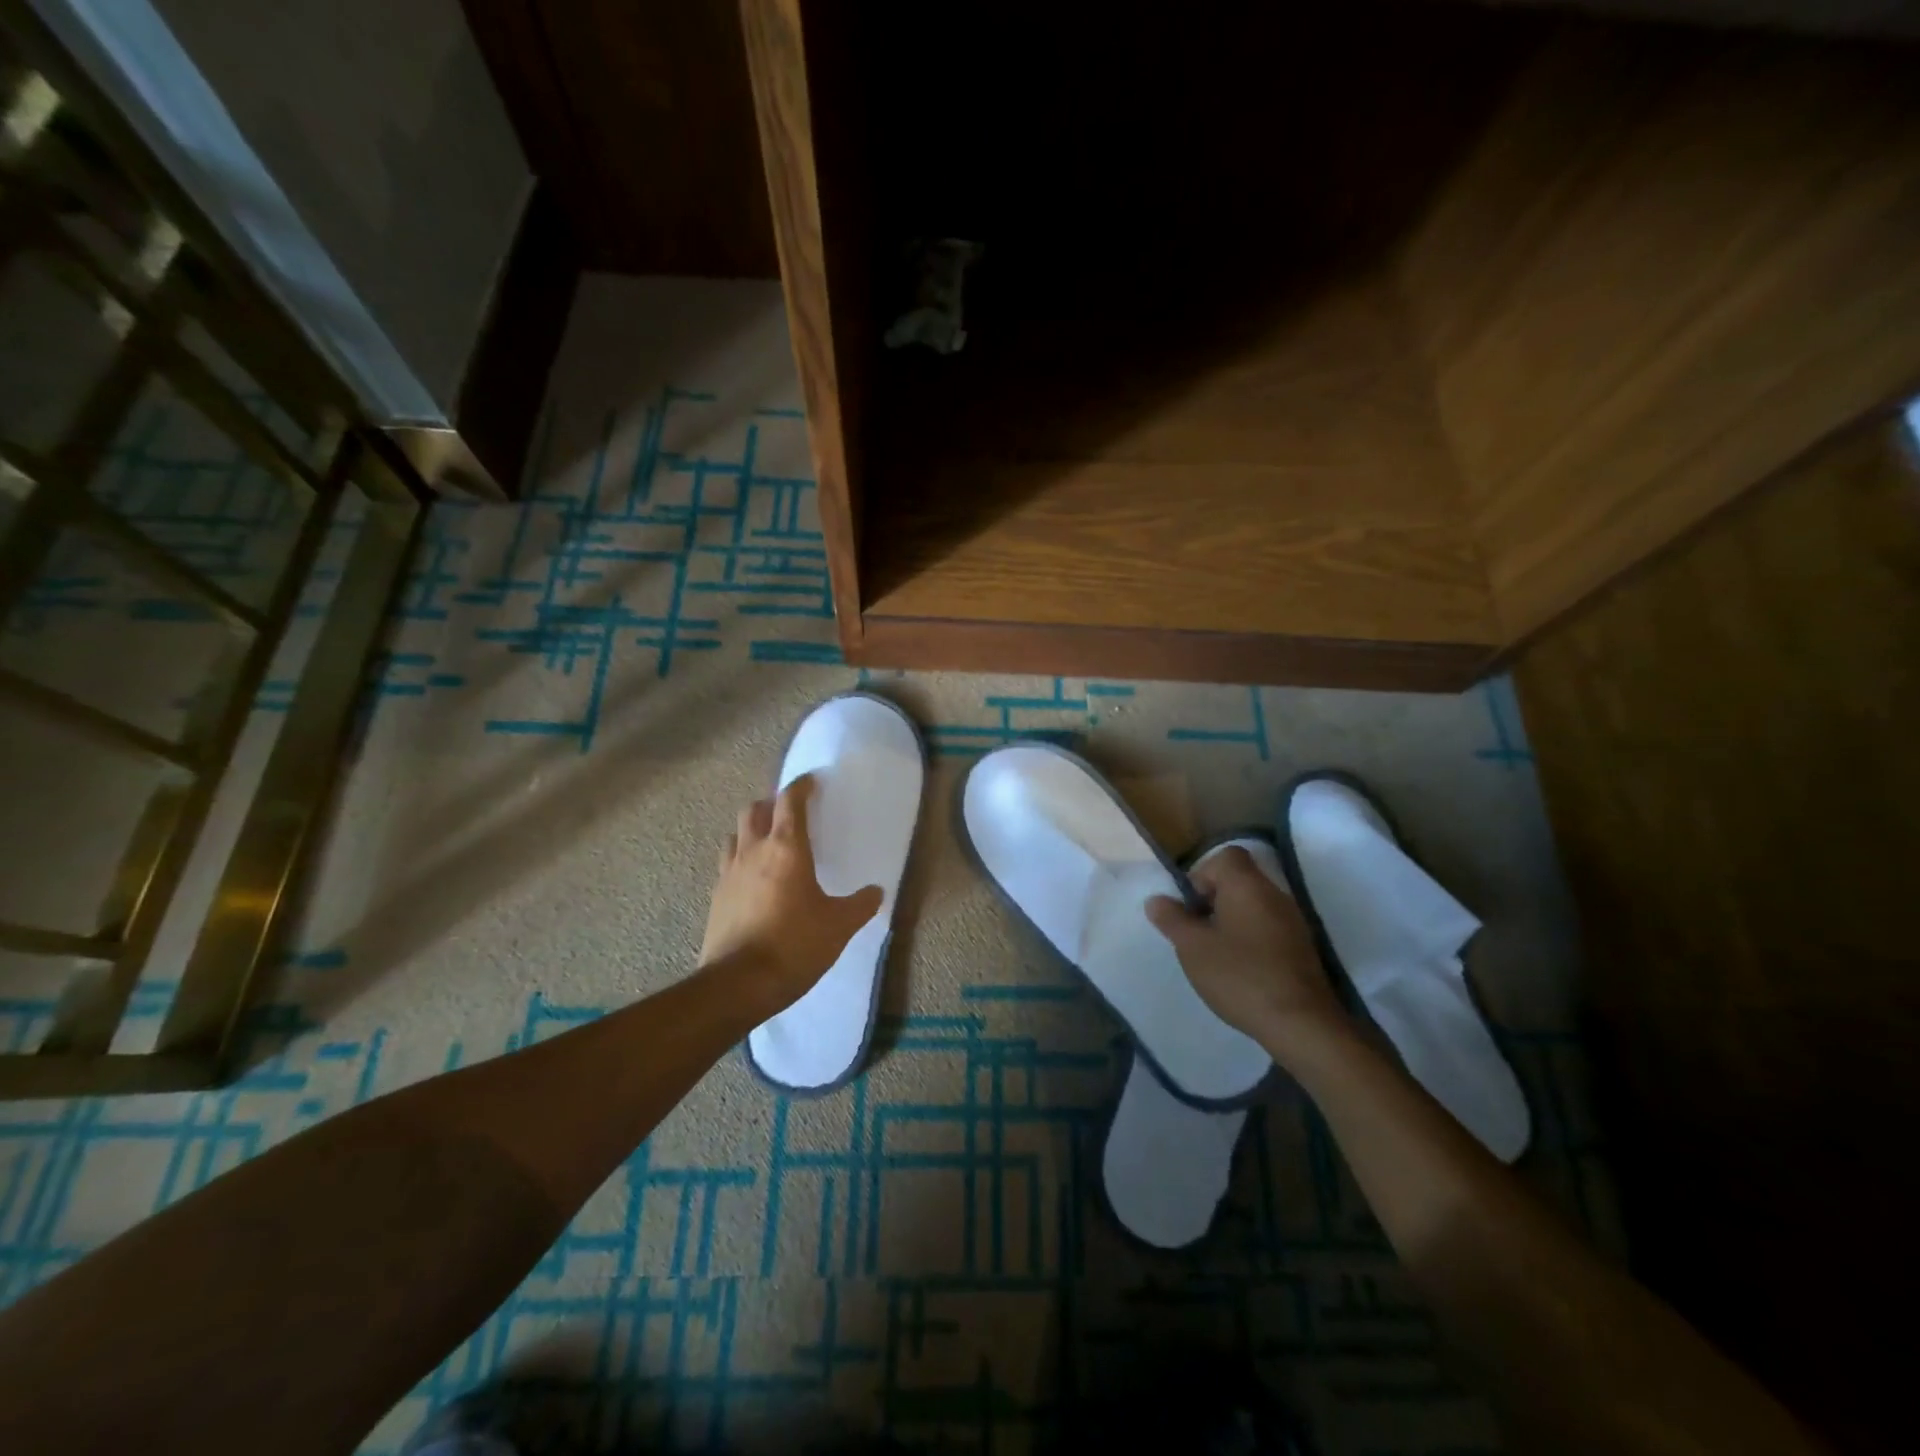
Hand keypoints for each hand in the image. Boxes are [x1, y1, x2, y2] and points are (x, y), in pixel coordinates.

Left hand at [699, 773, 883, 1013]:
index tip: (811, 781)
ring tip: (767, 842)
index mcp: (787, 848)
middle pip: (755, 810)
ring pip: (736, 834)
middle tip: (788, 812)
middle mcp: (754, 851)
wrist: (739, 983)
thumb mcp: (838, 926)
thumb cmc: (795, 945)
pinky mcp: (716, 896)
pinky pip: (727, 864)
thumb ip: (860, 905)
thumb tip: (876, 892)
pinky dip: (740, 859)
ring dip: (751, 829)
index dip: (801, 786)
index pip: (790, 801)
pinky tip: (752, 879)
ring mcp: (729, 872)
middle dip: (771, 804)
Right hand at [1145, 845, 1348, 1061]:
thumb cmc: (1240, 976)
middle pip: (1239, 880)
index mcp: (1247, 885)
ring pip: (1253, 906)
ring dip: (1231, 922)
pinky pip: (1268, 928)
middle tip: (1197, 933)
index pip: (1225, 856)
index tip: (1191, 907)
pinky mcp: (1302, 948)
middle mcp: (1274, 894)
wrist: (1301, 1024)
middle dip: (1213, 901)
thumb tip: (1156, 900)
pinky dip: (1250, 939)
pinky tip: (1240, 971)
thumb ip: (1172, 919)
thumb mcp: (1192, 948)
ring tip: (1215, 955)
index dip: (1202, 874)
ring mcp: (1293, 921)